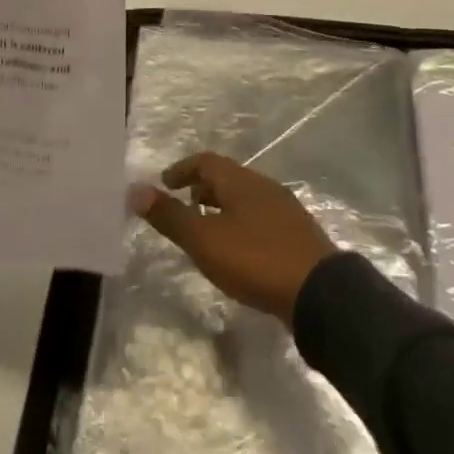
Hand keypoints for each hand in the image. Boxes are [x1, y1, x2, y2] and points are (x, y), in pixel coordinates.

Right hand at [130, 154, 338, 325]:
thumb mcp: (205, 240)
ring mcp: (284, 208)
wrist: (319, 291)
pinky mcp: (296, 233)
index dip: (182, 169)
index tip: (164, 183)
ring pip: (244, 197)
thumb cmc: (256, 259)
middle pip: (227, 177)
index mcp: (241, 181)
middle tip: (182, 205)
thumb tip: (135, 190)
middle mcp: (263, 186)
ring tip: (205, 230)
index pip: (206, 161)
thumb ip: (171, 216)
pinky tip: (238, 249)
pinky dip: (239, 222)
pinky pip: (259, 216)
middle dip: (201, 187)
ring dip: (221, 206)